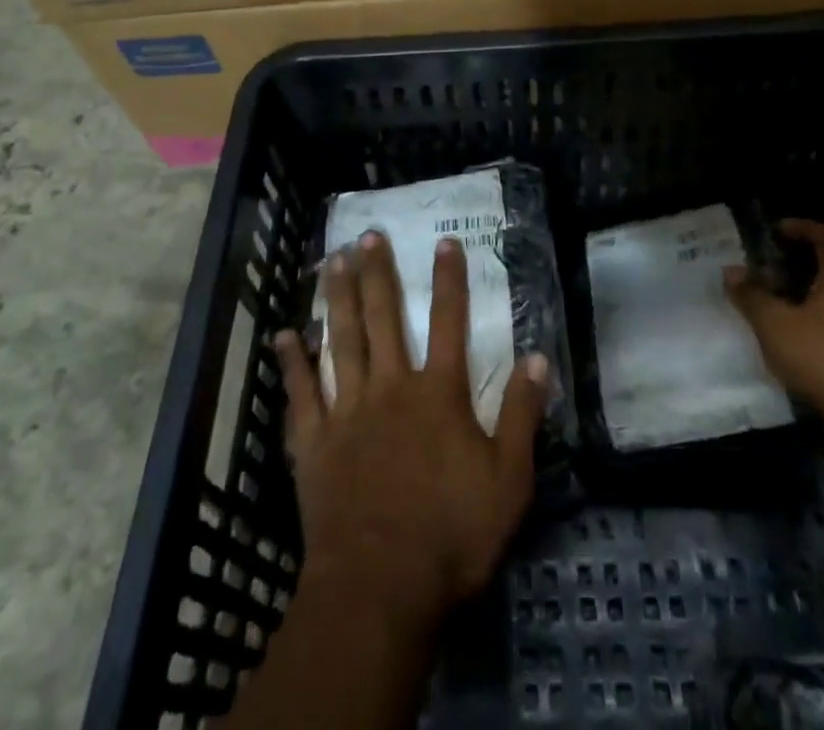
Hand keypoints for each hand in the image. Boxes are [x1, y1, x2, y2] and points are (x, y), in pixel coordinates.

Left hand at [274, 231, 546, 625]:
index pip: (450, 322)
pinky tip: (284, 334)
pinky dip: (292, 362)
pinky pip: (301, 393)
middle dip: (378, 274)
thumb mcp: (508, 480)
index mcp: (439, 393)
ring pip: (341, 340)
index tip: (444, 242)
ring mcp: (348, 411)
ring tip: (331, 260)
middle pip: (384, 318)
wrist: (379, 587)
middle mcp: (391, 387)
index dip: (450, 280)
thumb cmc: (451, 535)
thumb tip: (538, 357)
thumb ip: (522, 415)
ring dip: (337, 298)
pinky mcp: (314, 442)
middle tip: (368, 236)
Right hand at [724, 219, 823, 432]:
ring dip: (799, 297)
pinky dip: (807, 324)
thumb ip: (751, 296)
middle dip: (793, 266)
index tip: (776, 230)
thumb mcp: (775, 323)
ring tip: (767, 304)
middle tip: (762, 270)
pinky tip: (784, 340)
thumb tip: (731, 271)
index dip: (802, 227)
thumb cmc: (823, 355)